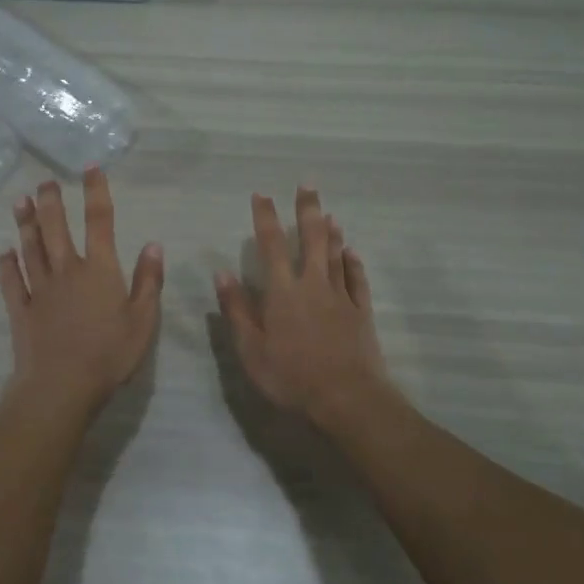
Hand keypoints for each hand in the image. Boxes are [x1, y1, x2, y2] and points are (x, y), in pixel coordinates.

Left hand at [0, 168, 163, 417]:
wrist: (61, 386)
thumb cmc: (109, 355)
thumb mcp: (143, 321)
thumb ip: (148, 281)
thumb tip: (153, 244)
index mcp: (99, 270)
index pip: (99, 222)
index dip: (95, 192)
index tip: (90, 169)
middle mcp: (67, 271)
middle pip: (56, 228)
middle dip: (51, 201)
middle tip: (45, 181)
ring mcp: (40, 289)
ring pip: (30, 248)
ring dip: (25, 223)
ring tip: (20, 201)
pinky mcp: (20, 310)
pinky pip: (11, 281)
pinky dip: (6, 265)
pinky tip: (4, 253)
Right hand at [215, 187, 390, 426]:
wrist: (347, 398)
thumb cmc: (291, 376)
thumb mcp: (251, 349)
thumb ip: (237, 310)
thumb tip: (222, 273)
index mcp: (283, 291)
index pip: (272, 244)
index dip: (265, 217)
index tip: (261, 194)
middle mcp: (313, 285)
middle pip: (312, 239)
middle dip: (307, 209)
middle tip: (307, 184)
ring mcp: (341, 297)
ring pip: (337, 255)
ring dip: (332, 232)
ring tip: (329, 212)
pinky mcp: (361, 313)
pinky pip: (357, 280)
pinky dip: (354, 263)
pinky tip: (353, 253)